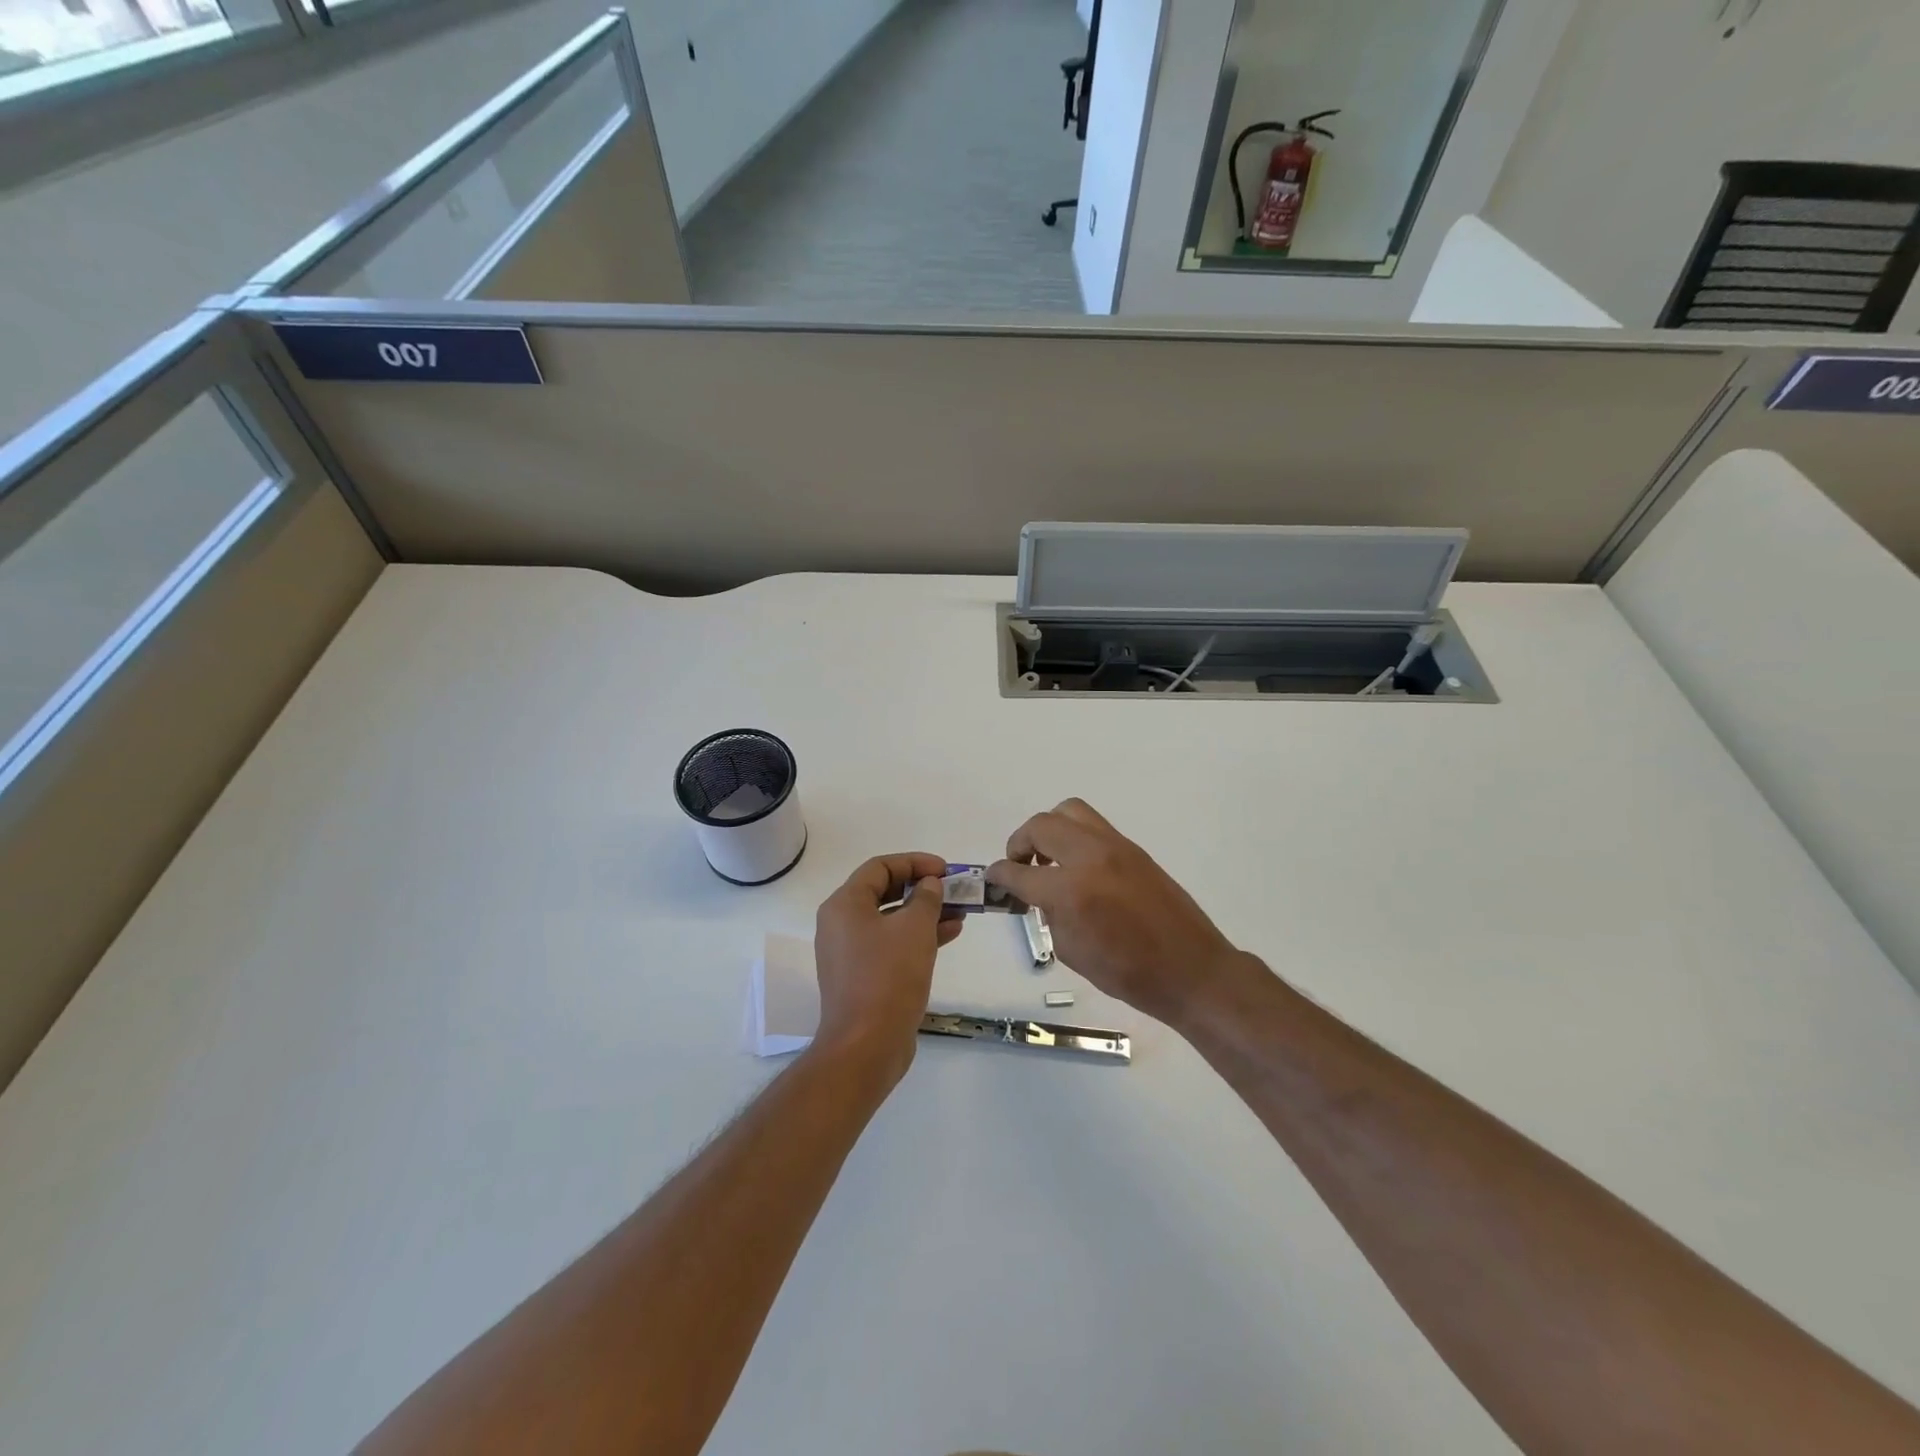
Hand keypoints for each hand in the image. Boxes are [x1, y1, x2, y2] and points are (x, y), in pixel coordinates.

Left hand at [811, 852, 962, 1082]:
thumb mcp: (914, 929)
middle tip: (953, 888)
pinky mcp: (863, 976)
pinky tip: (950, 934)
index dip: (914, 862)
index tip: (944, 869)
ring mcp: (851, 952)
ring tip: (960, 911)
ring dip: (925, 913)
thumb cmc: (889, 977)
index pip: (880, 867)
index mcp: (845, 905)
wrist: (867, 1046)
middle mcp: (841, 924)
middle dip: (921, 888)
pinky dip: (918, 936)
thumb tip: (929, 885)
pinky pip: (892, 944)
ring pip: (891, 920)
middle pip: (884, 892)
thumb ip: (926, 899)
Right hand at [988, 800, 1260, 1029]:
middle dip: (1020, 843)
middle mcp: (1090, 857)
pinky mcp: (1133, 848)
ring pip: (1069, 811)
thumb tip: (1041, 896)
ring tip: (1049, 858)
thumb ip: (1050, 915)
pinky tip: (1077, 866)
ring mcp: (1115, 847)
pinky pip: (1093, 826)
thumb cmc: (1129, 974)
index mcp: (1071, 891)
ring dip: (1049, 830)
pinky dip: (1074, 836)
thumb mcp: (1072, 952)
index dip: (998, 875)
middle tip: (1020, 865)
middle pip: (1041, 826)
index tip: (992, 878)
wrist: (1191, 969)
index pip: (1019, 872)